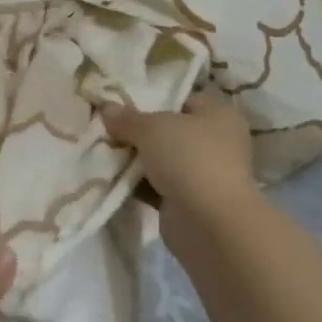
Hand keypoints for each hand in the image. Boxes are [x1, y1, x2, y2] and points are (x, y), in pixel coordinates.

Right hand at [103, 91, 257, 248]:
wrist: (209, 223)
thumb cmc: (188, 158)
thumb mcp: (151, 128)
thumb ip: (126, 117)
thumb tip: (106, 108)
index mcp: (218, 115)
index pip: (182, 99)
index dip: (152, 99)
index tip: (120, 103)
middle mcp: (216, 142)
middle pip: (169, 130)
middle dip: (138, 132)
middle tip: (107, 128)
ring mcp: (203, 174)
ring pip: (161, 159)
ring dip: (136, 159)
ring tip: (103, 151)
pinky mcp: (189, 201)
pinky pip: (157, 185)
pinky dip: (137, 183)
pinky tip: (111, 177)